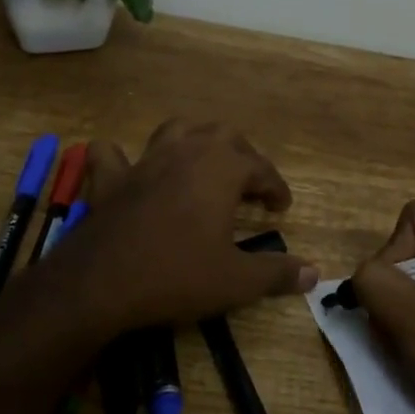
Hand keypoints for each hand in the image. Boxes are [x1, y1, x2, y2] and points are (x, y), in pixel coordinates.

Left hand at [47, 120, 319, 337]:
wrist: (101, 283)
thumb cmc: (177, 275)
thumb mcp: (236, 281)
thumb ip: (276, 274)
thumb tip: (313, 274)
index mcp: (221, 168)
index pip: (261, 168)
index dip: (275, 187)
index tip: (281, 208)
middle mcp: (186, 152)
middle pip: (223, 136)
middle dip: (242, 155)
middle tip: (248, 184)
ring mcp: (145, 161)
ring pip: (176, 130)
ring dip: (194, 141)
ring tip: (202, 163)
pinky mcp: (111, 179)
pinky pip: (112, 155)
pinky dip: (121, 157)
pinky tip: (128, 169)